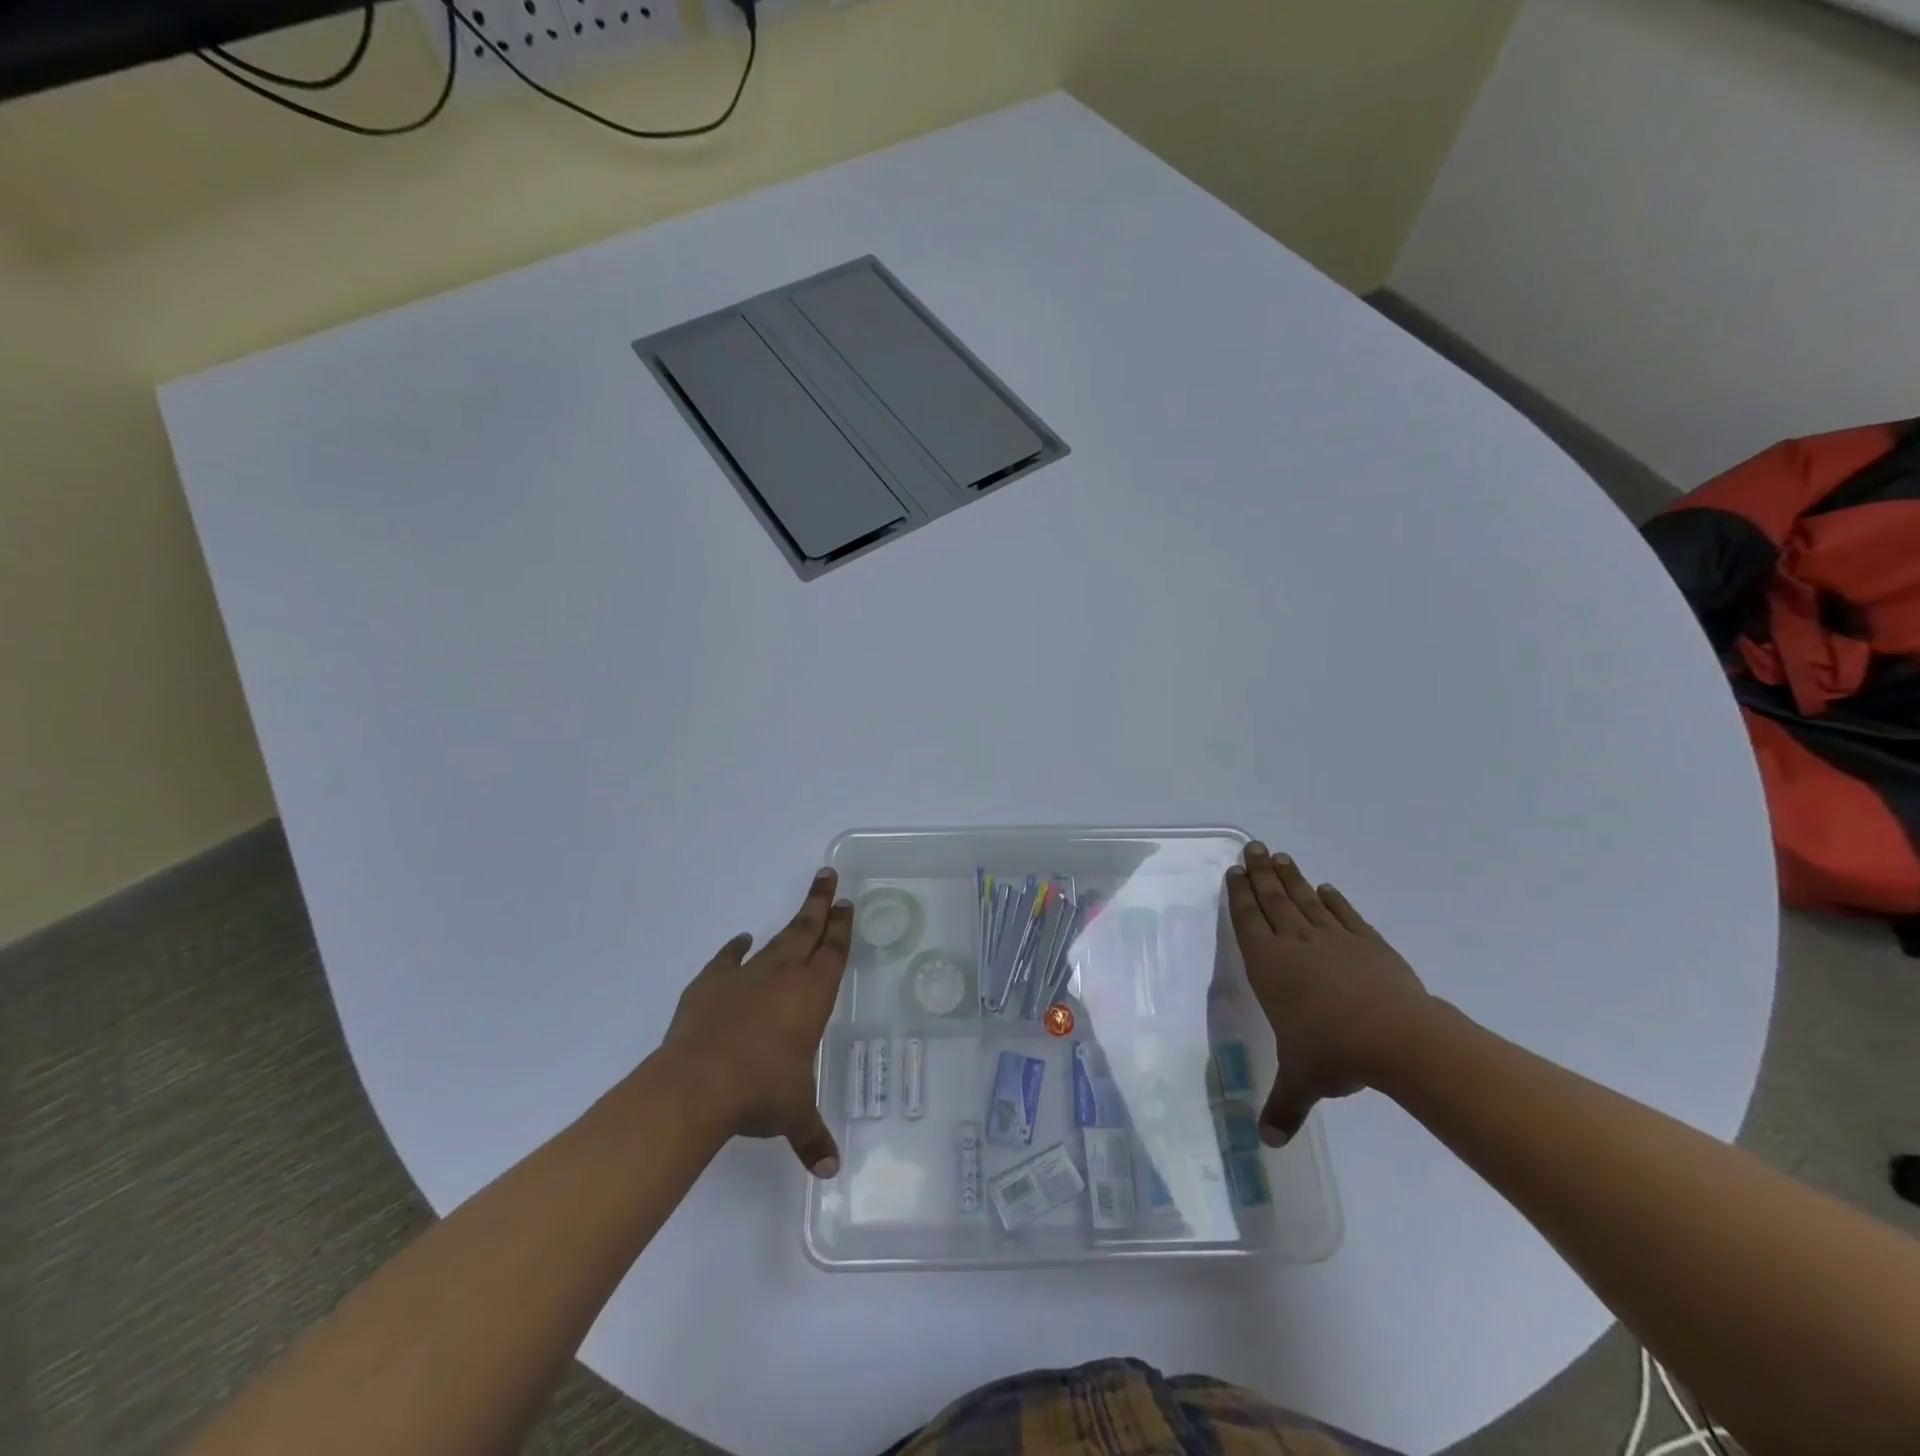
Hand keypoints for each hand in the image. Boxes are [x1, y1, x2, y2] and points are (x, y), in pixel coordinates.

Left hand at [662, 868, 852, 1177]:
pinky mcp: (710, 984)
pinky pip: (728, 959)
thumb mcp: (793, 1115)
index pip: (833, 953)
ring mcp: (744, 976)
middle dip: (821, 903)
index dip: (842, 928)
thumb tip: (830, 1169)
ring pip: (775, 940)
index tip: (847, 904)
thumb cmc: (759, 1093)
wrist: (697, 1085)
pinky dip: (735, 949)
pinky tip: (740, 940)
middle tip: (828, 876)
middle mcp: (783, 976)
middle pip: (807, 930)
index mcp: (811, 996)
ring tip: (802, 905)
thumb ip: (812, 1136)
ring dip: (790, 922)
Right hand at [1226, 842, 1430, 1145]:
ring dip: (1291, 878)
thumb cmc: (1334, 1053)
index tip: (1234, 871)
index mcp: (1270, 966)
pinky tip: (1327, 889)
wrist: (1399, 1039)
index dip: (1239, 894)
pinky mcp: (1369, 944)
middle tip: (1252, 847)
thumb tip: (1267, 1145)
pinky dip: (1334, 900)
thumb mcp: (1301, 1082)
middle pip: (1273, 899)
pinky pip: (1345, 915)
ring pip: (1305, 900)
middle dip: (1260, 873)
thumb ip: (1282, 1107)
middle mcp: (1296, 944)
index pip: (1248, 920)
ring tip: (1281, 856)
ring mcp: (1334, 940)